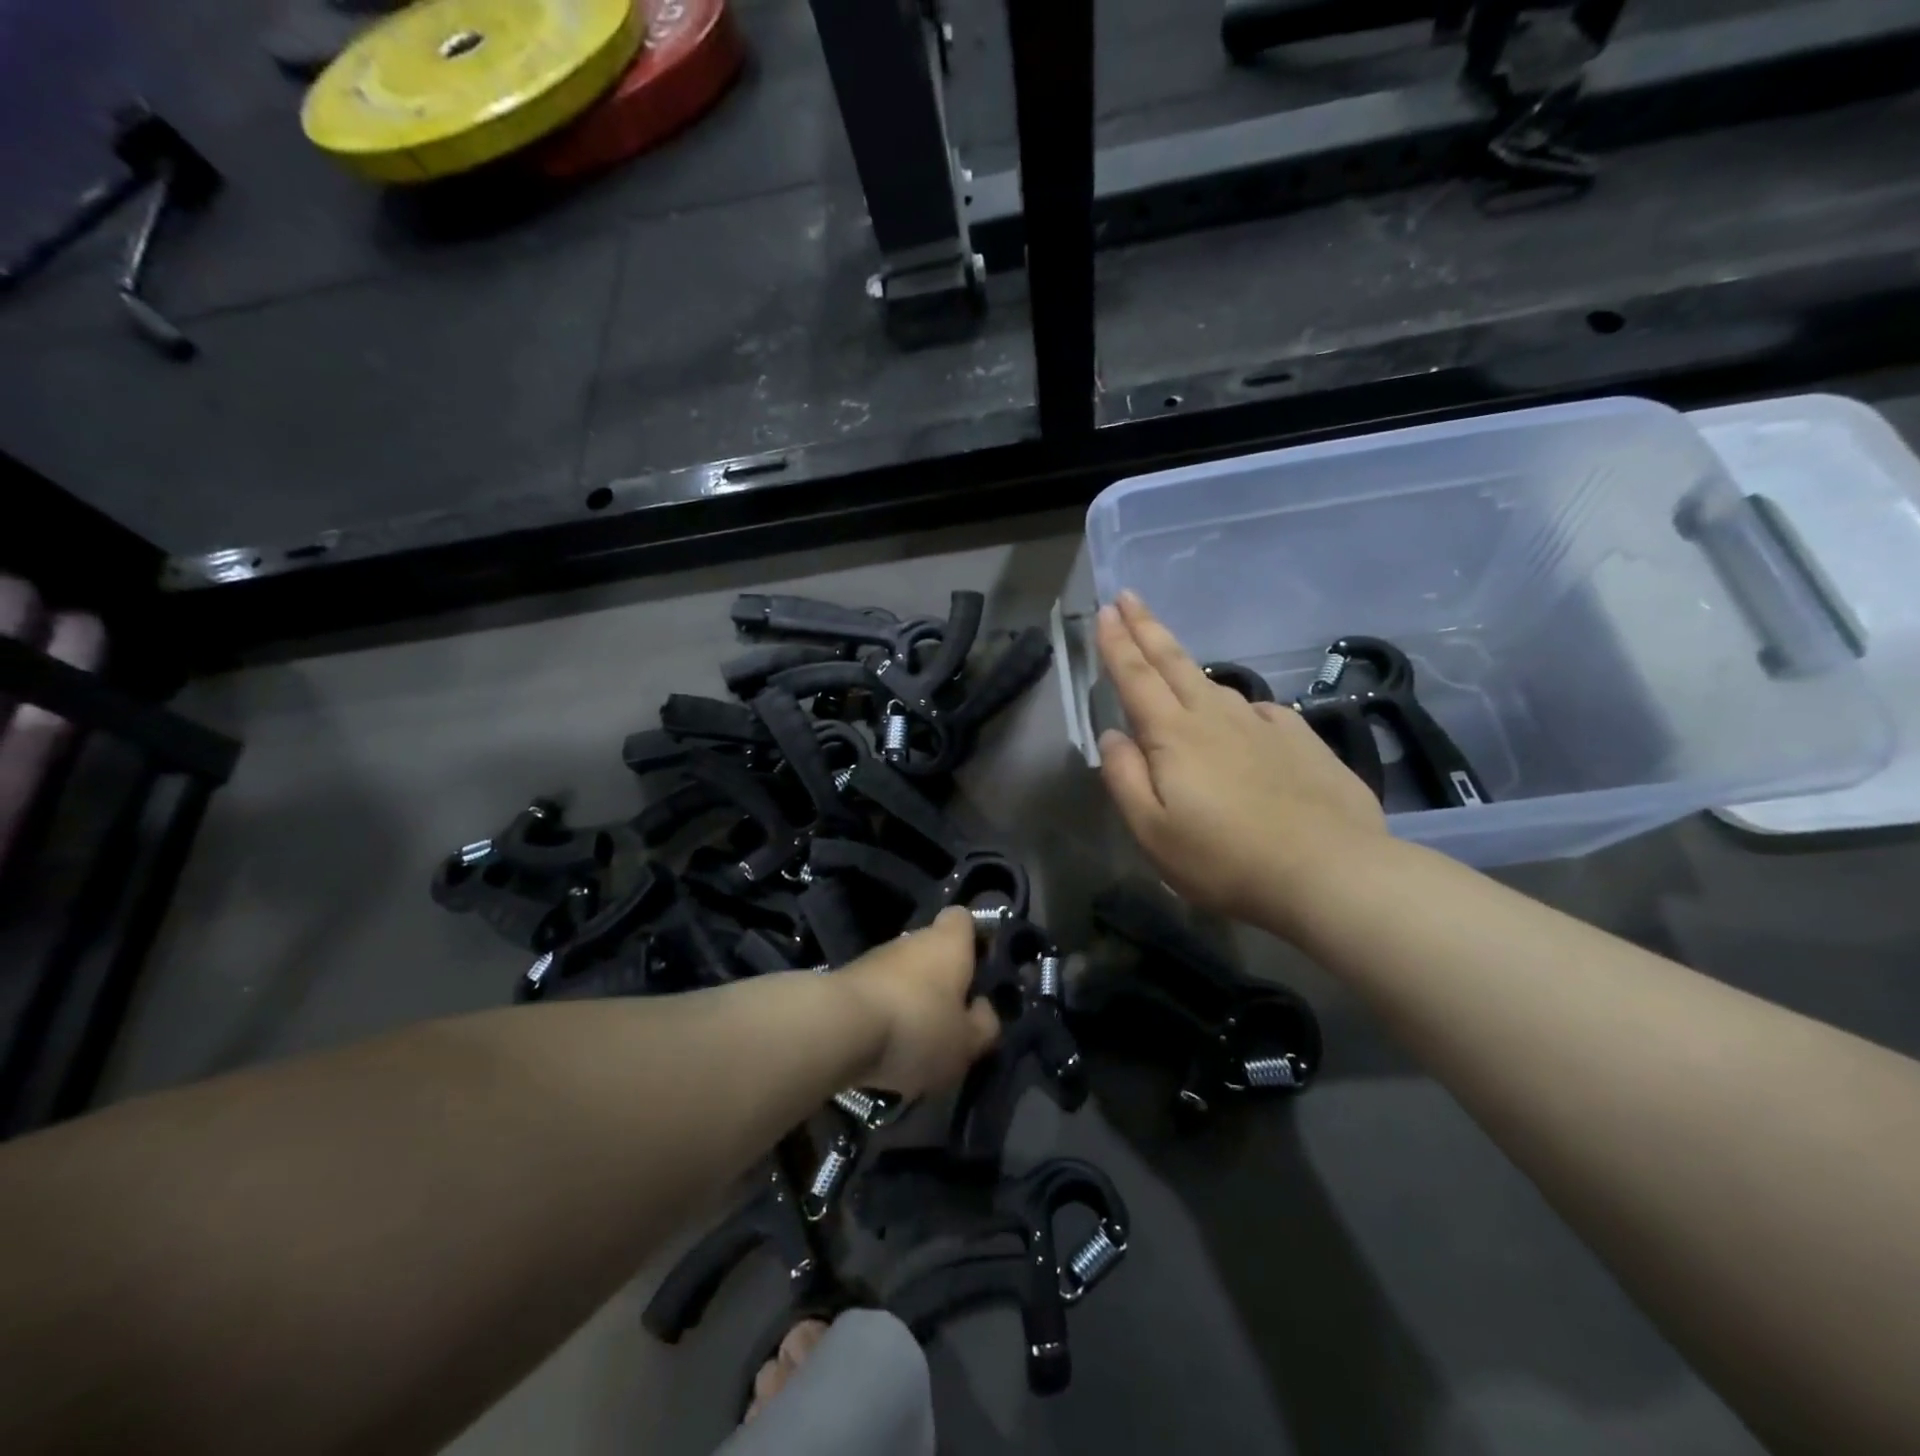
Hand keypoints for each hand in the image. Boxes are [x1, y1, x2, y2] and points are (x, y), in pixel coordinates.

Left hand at [836, 908, 999, 1096]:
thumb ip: (983, 1025)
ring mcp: (875, 958)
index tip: (981, 969)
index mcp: (948, 942)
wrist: (836, 1029)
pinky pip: (878, 995)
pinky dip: (885, 1016)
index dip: (974, 939)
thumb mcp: (966, 1042)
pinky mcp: (847, 982)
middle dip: (942, 981)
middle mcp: (911, 940)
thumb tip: (982, 1010)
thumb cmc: (917, 1026)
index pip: (964, 919)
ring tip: (918, 1043)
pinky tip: (886, 1048)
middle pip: (933, 951)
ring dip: (912, 1000)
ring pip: (904, 975)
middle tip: (952, 1020)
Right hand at [1096, 591, 1386, 933]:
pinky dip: (1236, 705)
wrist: (1331, 872)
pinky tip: (1239, 717)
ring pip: (1214, 684)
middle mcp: (1216, 718)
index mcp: (1174, 736)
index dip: (1117, 643)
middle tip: (1129, 597)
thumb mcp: (1152, 832)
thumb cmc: (1225, 859)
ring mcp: (1263, 725)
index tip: (1106, 610)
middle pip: (1174, 663)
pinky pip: (1257, 711)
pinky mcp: (1301, 741)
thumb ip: (1125, 778)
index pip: (1136, 677)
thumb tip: (1112, 736)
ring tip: (1170, 657)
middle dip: (1147, 627)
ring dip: (1185, 663)